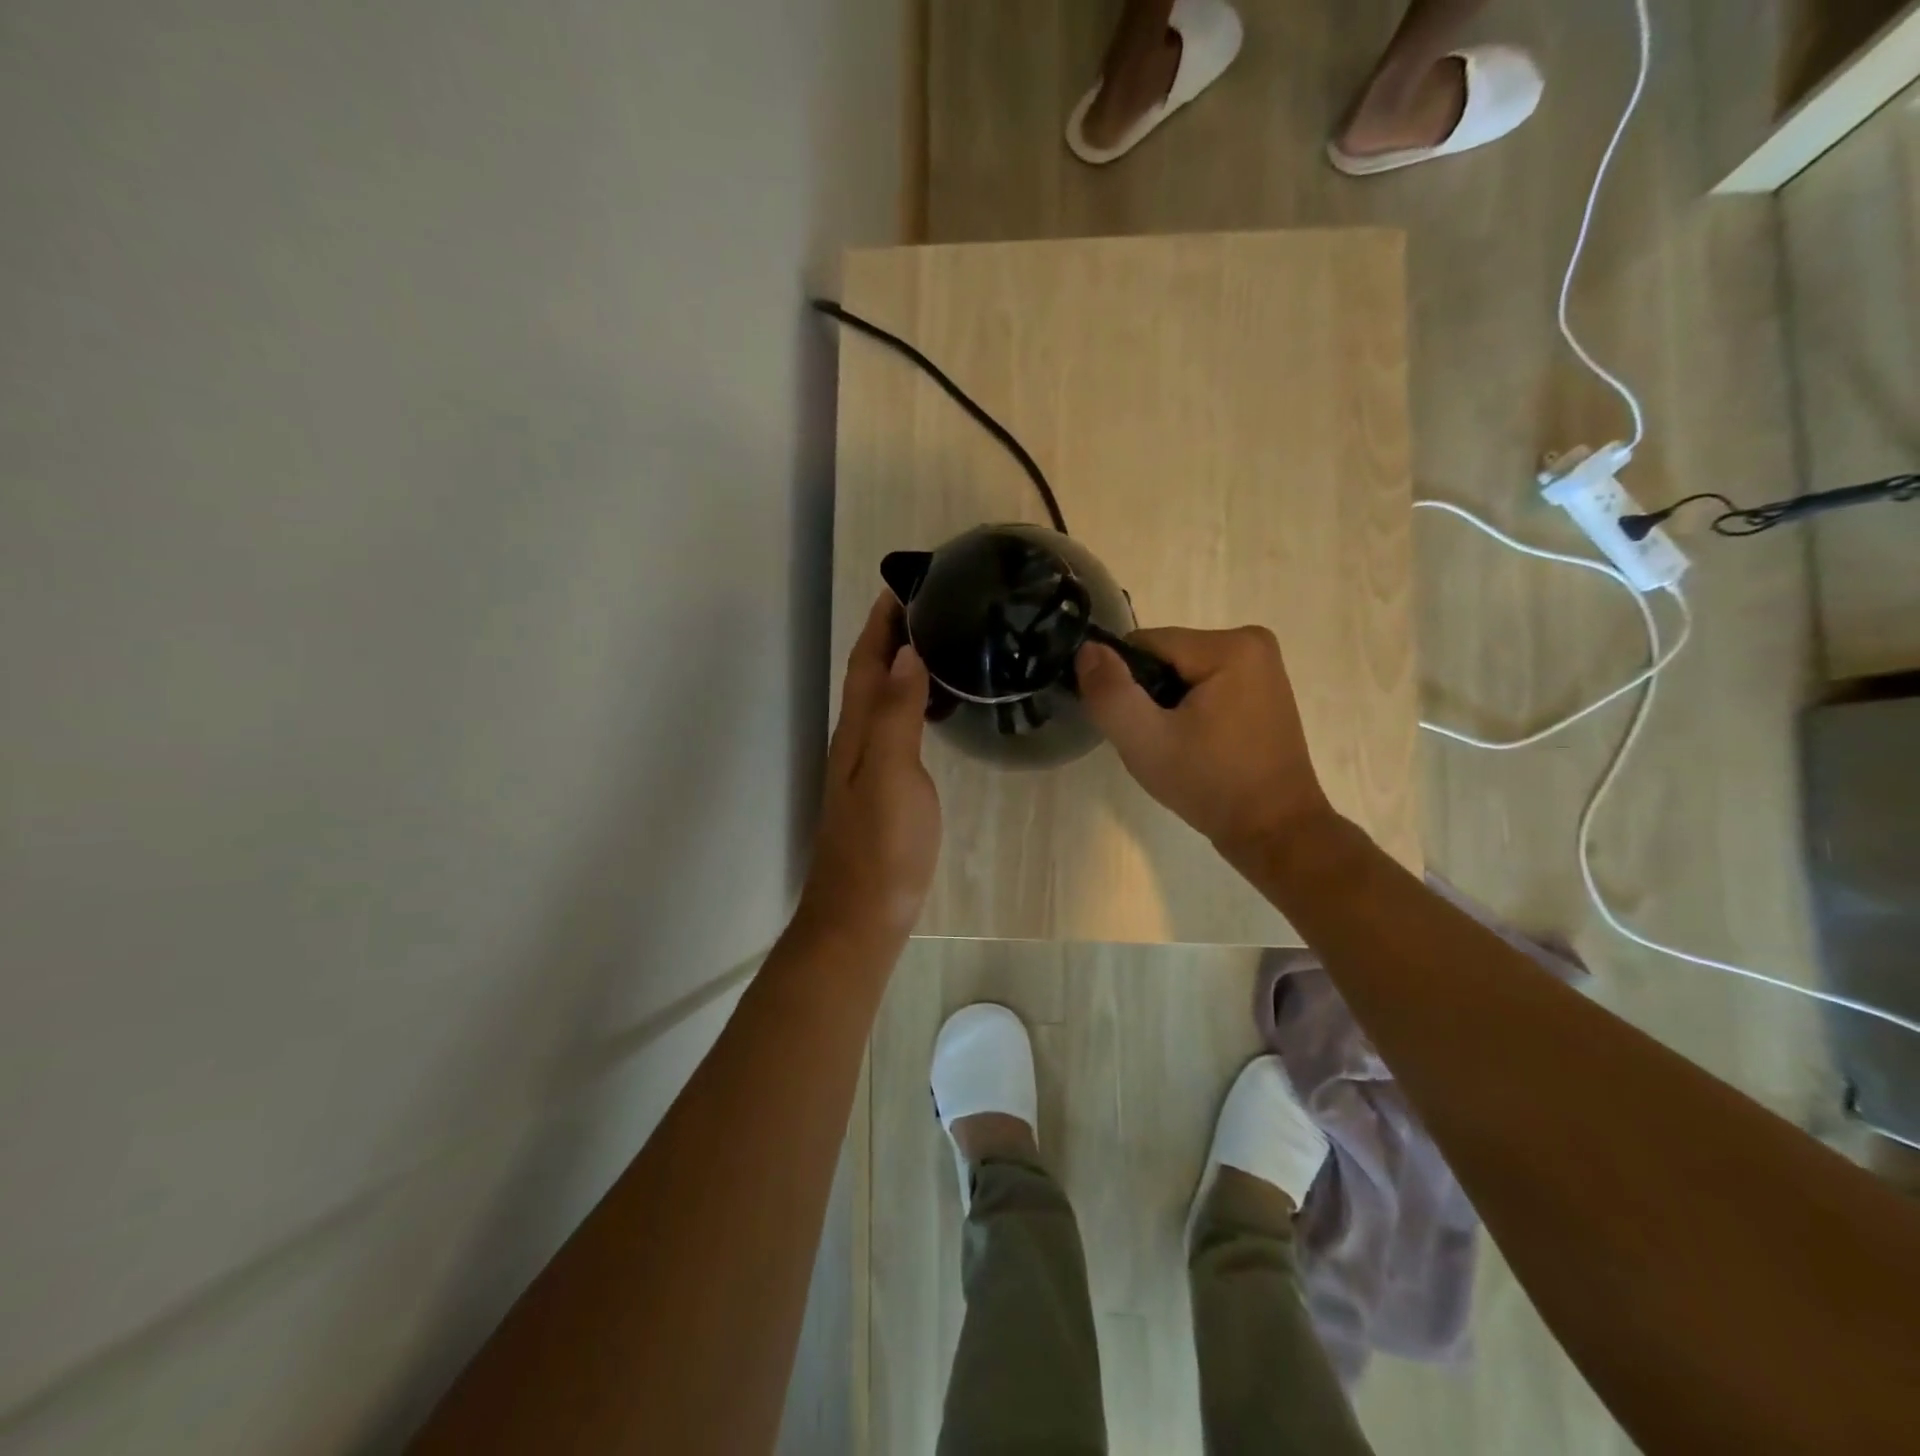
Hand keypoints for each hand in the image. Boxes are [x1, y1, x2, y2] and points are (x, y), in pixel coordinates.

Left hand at [795, 592, 941, 947]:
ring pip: (882, 701)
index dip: (881, 623)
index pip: (867, 662)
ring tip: (940, 644)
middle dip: (892, 636)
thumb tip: (906, 653)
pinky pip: (896, 728)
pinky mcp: (883, 789)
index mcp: (858, 731)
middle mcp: (857, 741)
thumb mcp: (892, 775)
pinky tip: (936, 709)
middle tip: (933, 607)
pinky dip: (912, 703)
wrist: (862, 915)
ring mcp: (868, 767)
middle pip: (871, 676)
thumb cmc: (881, 847)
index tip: (905, 585)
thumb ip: (897, 714)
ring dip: (902, 667)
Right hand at [1076, 626, 1334, 860]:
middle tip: (1155, 743)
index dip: (1126, 684)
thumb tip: (1087, 649)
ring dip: (1167, 707)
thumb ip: (1110, 692)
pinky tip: (1196, 746)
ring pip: (1182, 674)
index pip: (1145, 645)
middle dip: (1149, 696)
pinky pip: (1206, 687)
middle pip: (1165, 657)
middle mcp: (1253, 643)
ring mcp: (1263, 667)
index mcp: (1230, 645)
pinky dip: (1190, 712)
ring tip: (1176, 748)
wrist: (1274, 831)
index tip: (1133, 727)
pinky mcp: (1264, 691)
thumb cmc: (1211, 784)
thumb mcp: (1146, 741)